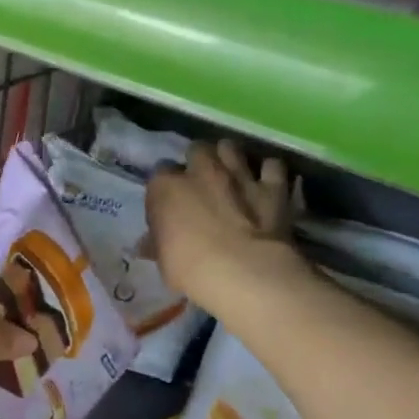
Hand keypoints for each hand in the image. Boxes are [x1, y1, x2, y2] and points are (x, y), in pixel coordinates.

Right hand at [145, 142, 307, 314]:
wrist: (242, 271)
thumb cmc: (190, 268)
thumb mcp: (163, 260)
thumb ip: (157, 243)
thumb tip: (146, 244)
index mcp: (165, 188)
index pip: (159, 174)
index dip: (166, 187)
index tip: (170, 201)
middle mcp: (200, 171)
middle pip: (196, 150)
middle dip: (198, 161)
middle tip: (201, 180)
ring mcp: (238, 174)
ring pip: (231, 147)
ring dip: (229, 157)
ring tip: (231, 172)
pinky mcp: (272, 185)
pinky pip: (272, 165)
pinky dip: (269, 171)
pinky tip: (267, 180)